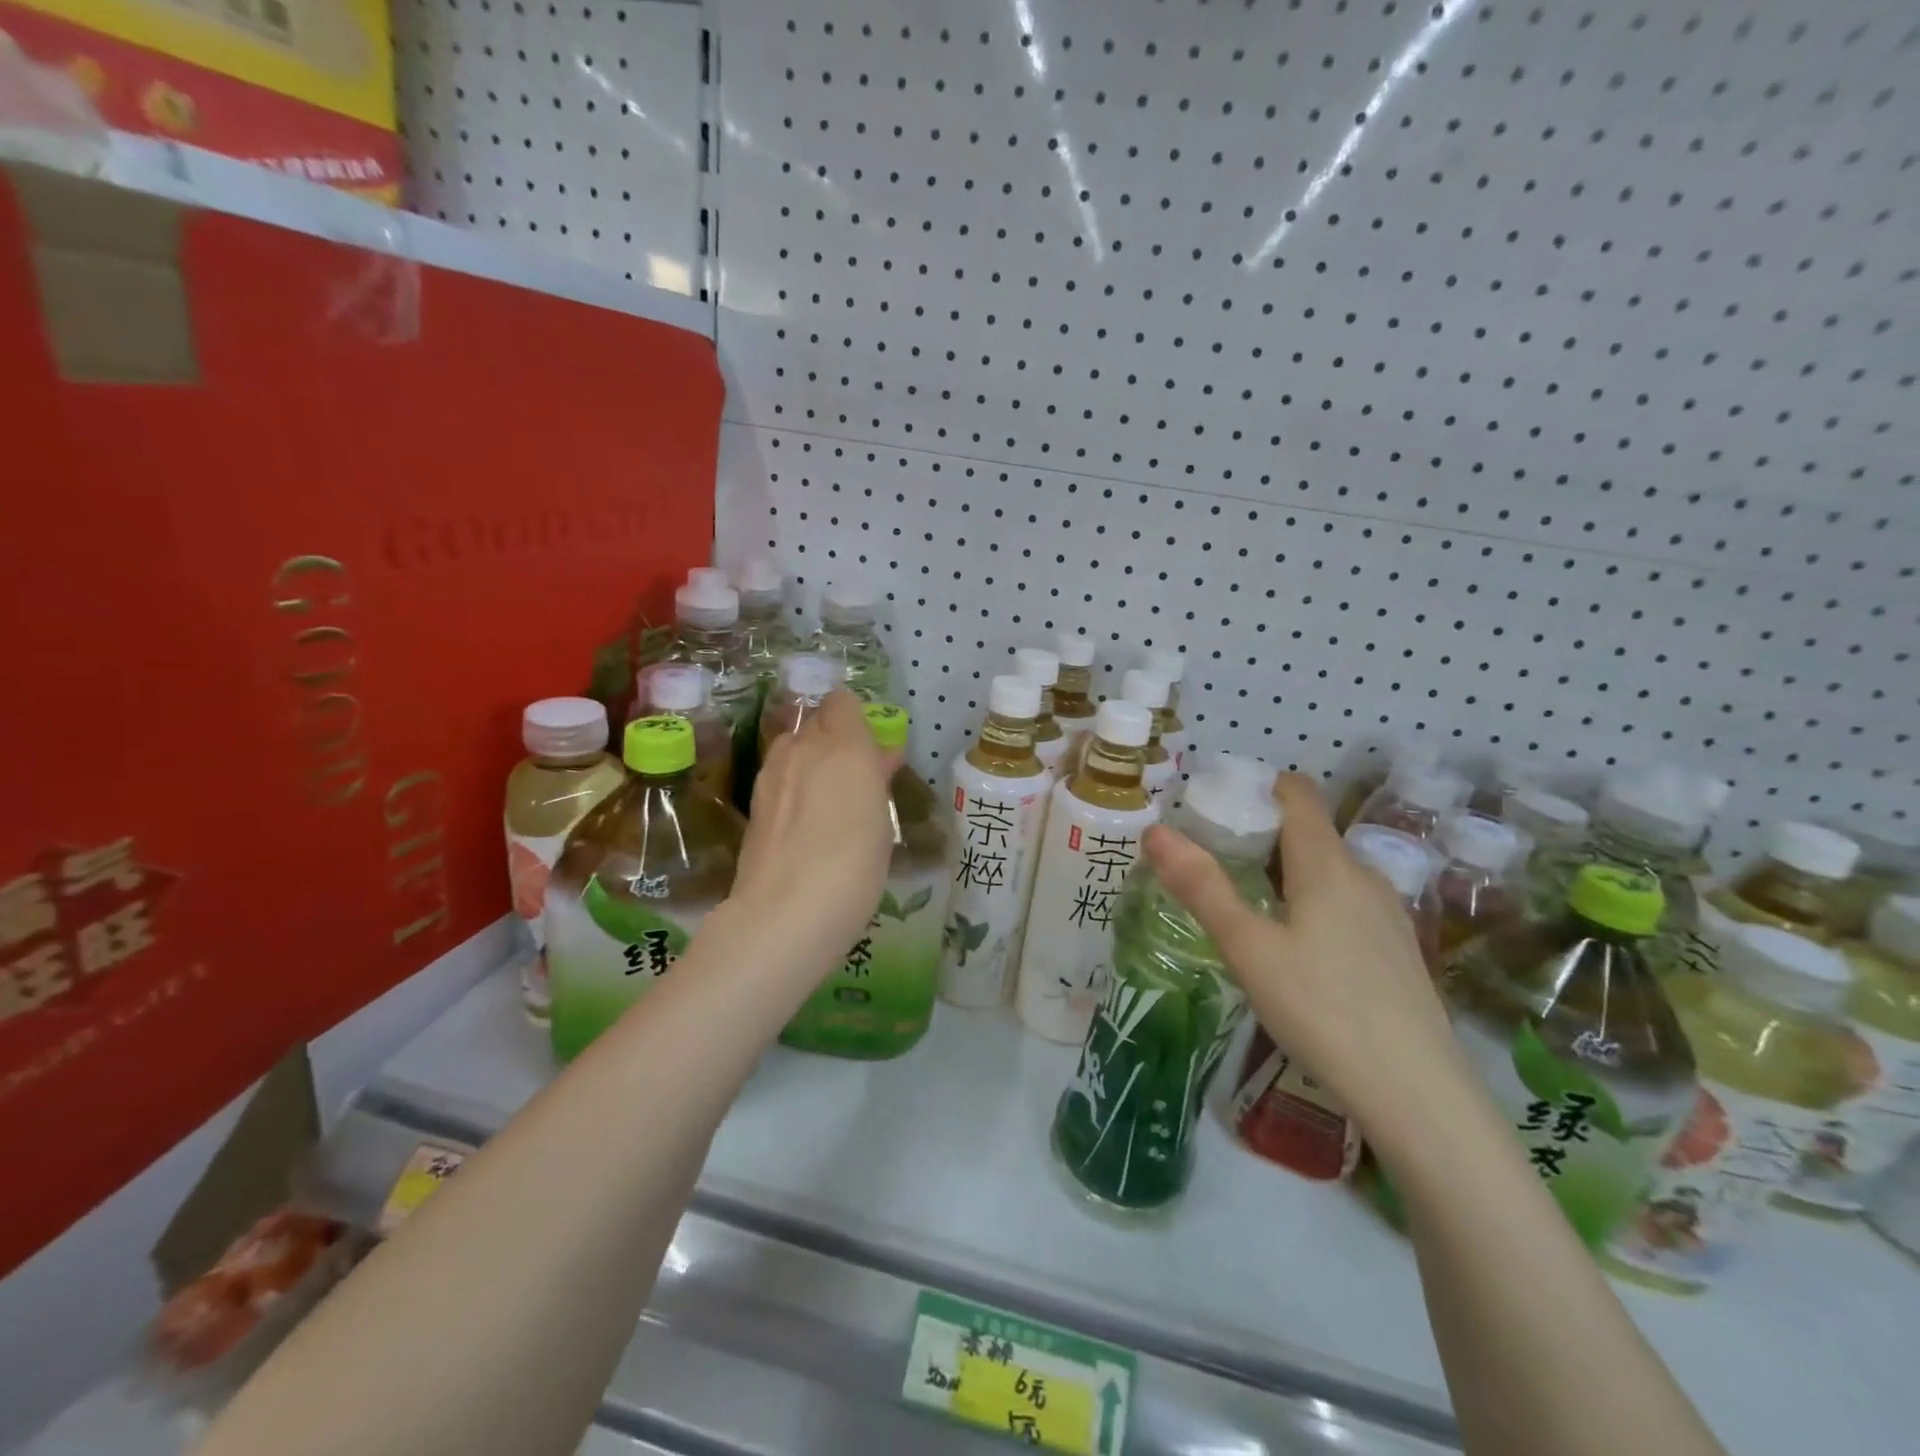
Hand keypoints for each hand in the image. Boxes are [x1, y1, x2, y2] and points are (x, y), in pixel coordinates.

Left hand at [729, 689, 901, 967]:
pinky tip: (804, 822)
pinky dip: (792, 787)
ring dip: (810, 760)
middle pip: (815, 721)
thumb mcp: (882, 819)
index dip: (856, 719)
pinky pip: (779, 778)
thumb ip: (877, 777)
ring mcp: (771, 775)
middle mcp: (802, 749)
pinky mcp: (754, 804)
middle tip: (854, 773)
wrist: (786, 912)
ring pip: (792, 748)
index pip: (842, 702)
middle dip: (833, 737)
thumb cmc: (855, 864)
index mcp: (843, 745)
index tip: (871, 746)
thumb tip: (878, 755)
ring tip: (829, 799)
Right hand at [1141, 773, 1467, 1137]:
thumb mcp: (1247, 947)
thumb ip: (1201, 886)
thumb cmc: (1321, 1008)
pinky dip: (1310, 899)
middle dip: (1259, 832)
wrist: (1417, 1093)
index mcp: (1326, 863)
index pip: (1296, 793)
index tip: (1214, 804)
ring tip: (1243, 901)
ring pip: (1327, 868)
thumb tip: (1156, 830)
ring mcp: (1386, 912)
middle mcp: (1363, 874)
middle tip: (1211, 860)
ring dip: (1284, 869)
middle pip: (1308, 830)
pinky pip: (1345, 900)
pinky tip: (1292, 945)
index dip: (1257, 786)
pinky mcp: (1395, 947)